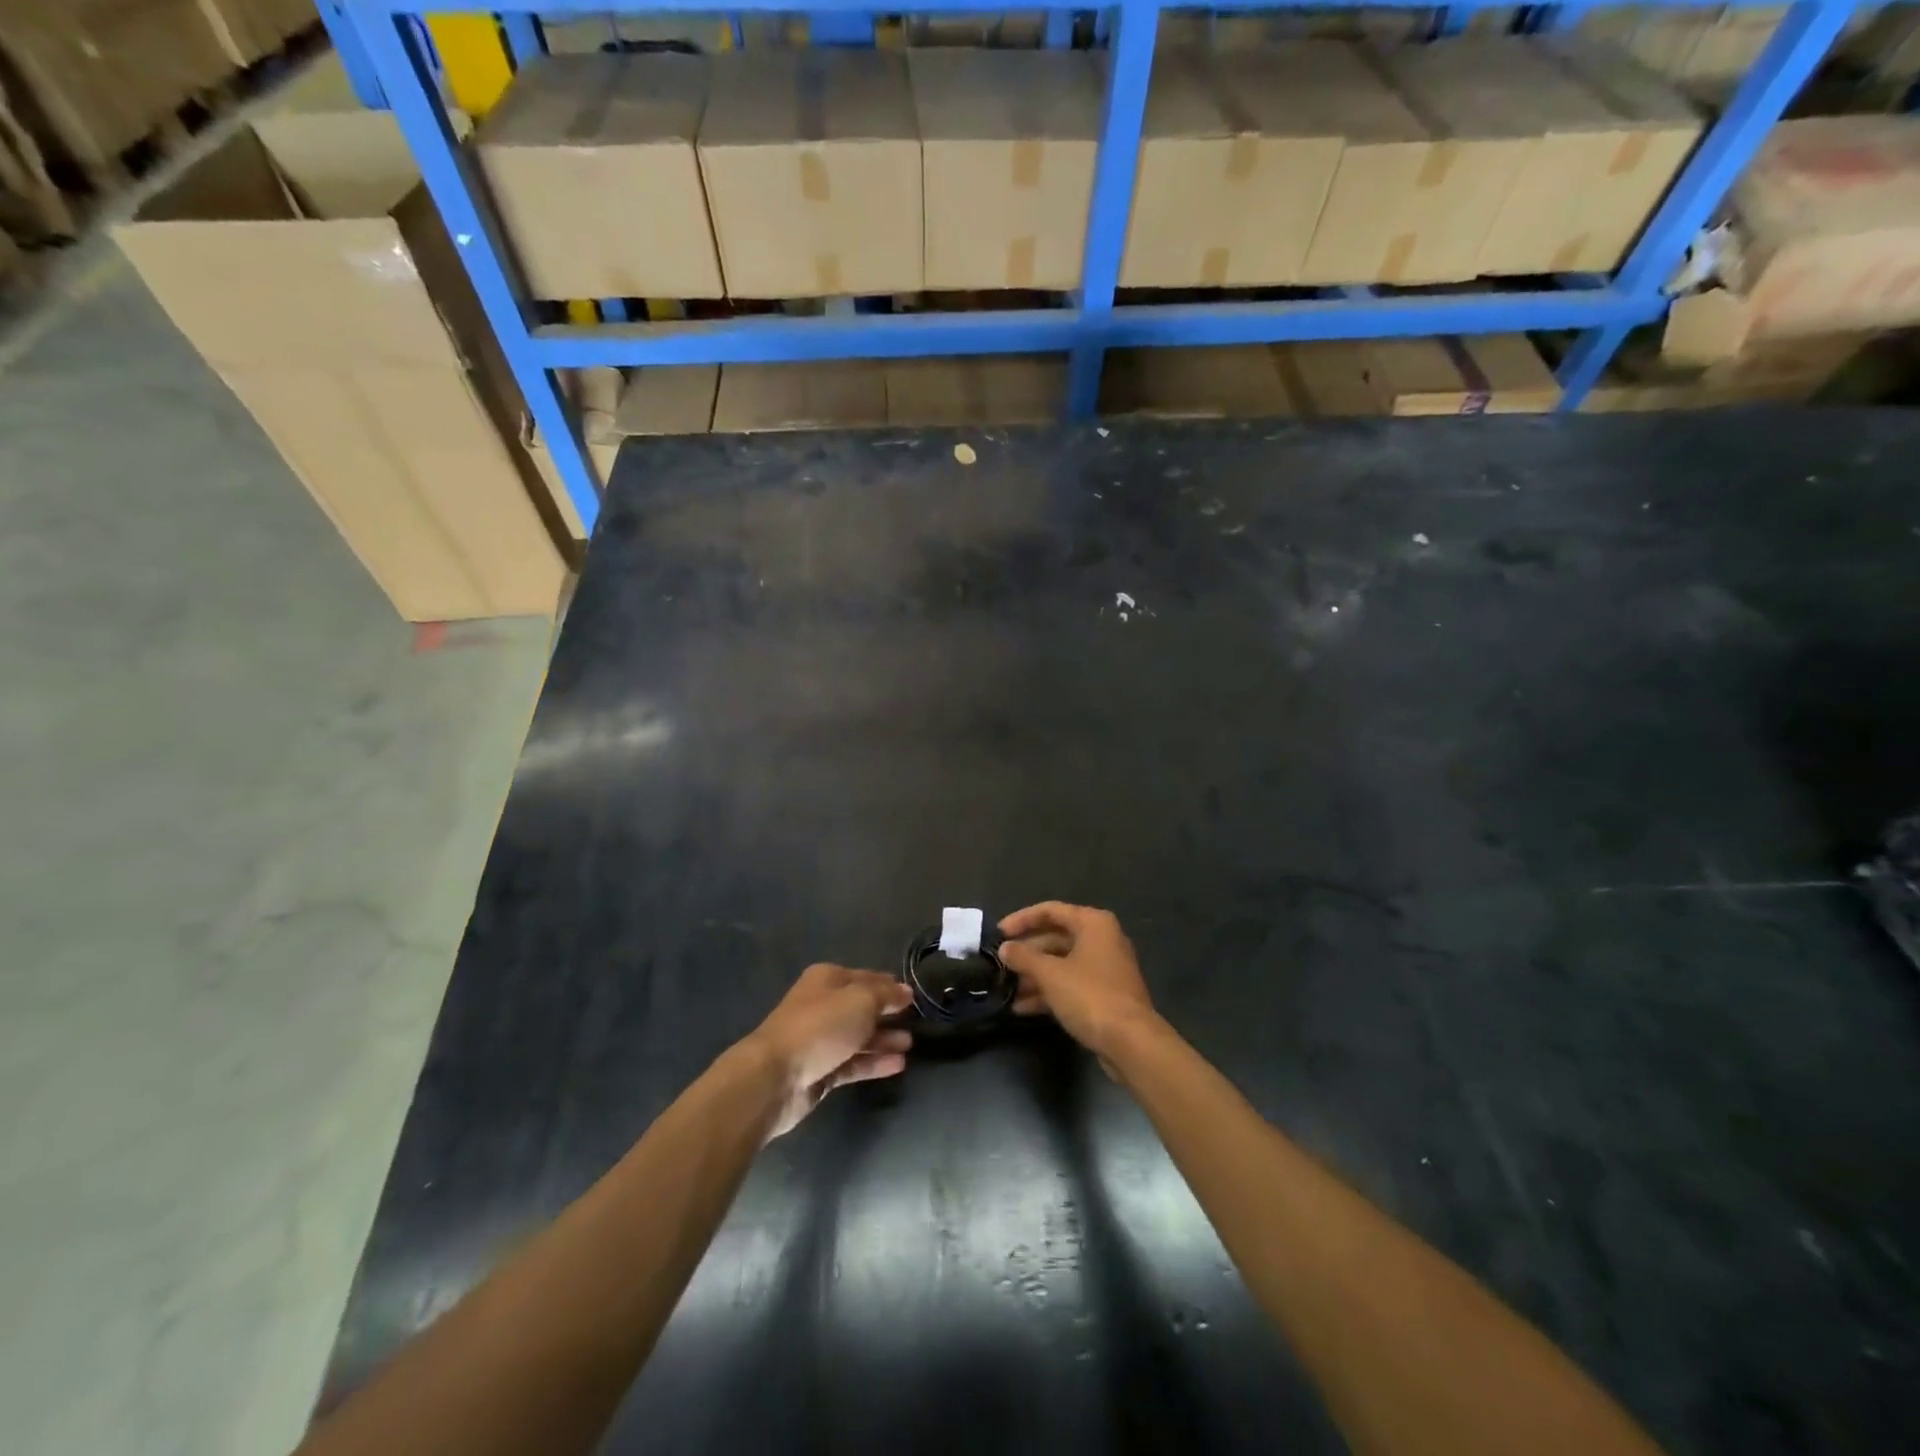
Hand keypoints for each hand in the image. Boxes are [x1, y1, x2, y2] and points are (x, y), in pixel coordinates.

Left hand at [746, 964, 913, 1139]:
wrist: (775, 1077)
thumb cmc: (820, 1027)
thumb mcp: (860, 1000)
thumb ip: (885, 994)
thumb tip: (905, 991)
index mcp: (827, 980)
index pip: (866, 977)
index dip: (889, 985)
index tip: (913, 996)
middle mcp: (823, 1006)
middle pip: (861, 1007)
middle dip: (887, 1013)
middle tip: (916, 1020)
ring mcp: (821, 1040)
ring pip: (859, 1036)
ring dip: (884, 1039)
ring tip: (910, 1043)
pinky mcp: (821, 1071)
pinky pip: (854, 1063)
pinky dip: (874, 1062)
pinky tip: (899, 1064)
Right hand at [997, 903, 1158, 1061]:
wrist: (1131, 1042)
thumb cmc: (1090, 996)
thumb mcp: (1050, 974)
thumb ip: (1024, 957)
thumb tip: (1005, 948)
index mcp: (1093, 924)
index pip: (1050, 911)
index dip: (1021, 919)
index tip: (998, 933)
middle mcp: (1102, 940)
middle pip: (1055, 938)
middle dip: (1027, 953)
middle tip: (1000, 964)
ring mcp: (1105, 969)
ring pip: (1062, 964)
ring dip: (1034, 976)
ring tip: (1006, 989)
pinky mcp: (1105, 995)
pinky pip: (1071, 985)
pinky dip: (1049, 992)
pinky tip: (1022, 1008)